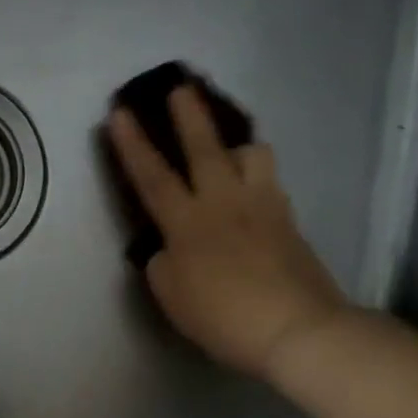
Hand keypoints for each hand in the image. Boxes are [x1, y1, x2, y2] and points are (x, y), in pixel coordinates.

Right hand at [107, 86, 347, 379]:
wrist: (298, 329)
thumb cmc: (223, 316)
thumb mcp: (172, 296)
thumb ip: (162, 264)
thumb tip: (168, 248)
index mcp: (188, 223)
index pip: (152, 176)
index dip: (132, 145)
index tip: (119, 113)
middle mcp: (224, 203)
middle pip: (205, 148)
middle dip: (189, 116)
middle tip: (182, 87)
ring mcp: (263, 207)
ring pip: (253, 155)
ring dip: (237, 146)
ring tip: (230, 153)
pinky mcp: (289, 221)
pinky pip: (270, 184)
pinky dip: (256, 178)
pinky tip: (252, 193)